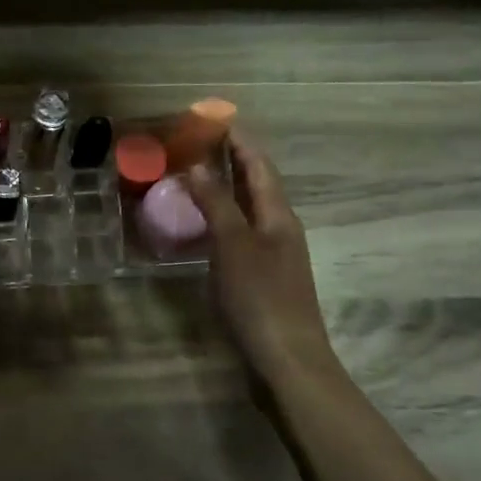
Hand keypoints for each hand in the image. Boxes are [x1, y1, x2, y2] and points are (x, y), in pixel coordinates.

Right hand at [186, 134, 341, 379]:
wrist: (287, 361)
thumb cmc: (260, 299)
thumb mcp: (233, 246)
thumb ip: (217, 204)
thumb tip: (197, 166)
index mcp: (279, 216)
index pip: (259, 166)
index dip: (240, 141)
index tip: (215, 119)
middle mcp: (280, 229)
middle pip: (256, 185)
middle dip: (231, 161)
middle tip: (198, 144)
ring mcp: (272, 255)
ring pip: (247, 210)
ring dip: (225, 190)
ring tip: (194, 177)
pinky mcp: (262, 278)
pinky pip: (239, 234)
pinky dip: (221, 219)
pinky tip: (201, 228)